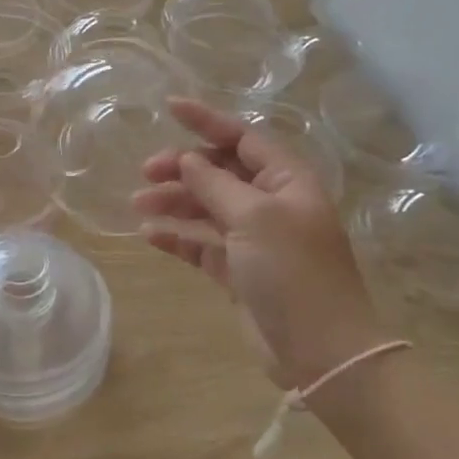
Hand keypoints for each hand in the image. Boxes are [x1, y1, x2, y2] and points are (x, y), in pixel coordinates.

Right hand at [133, 99, 385, 390]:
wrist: (320, 351)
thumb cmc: (293, 272)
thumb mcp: (254, 217)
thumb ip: (216, 184)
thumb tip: (188, 160)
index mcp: (287, 181)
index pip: (242, 138)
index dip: (206, 121)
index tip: (168, 107)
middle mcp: (271, 204)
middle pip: (220, 172)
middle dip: (182, 168)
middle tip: (145, 172)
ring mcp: (254, 239)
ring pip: (206, 208)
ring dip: (174, 202)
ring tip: (138, 205)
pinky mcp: (238, 271)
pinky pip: (202, 244)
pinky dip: (177, 237)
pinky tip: (150, 236)